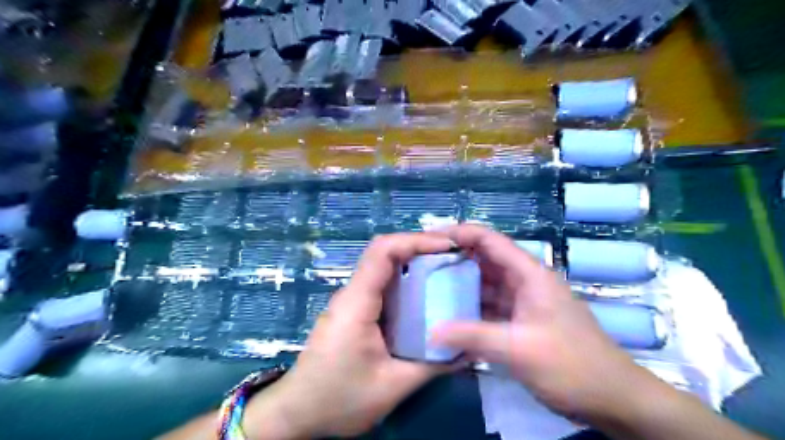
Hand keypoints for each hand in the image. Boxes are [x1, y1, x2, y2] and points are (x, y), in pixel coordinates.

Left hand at [244, 232, 454, 438]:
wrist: (297, 413)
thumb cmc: (339, 399)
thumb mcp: (392, 386)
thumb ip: (432, 365)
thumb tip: (467, 348)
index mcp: (358, 302)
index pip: (384, 251)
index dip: (416, 240)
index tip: (448, 246)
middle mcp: (353, 293)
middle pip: (385, 253)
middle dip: (420, 249)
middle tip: (454, 258)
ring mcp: (351, 301)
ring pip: (384, 268)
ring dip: (414, 264)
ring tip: (446, 272)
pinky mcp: (354, 312)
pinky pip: (382, 286)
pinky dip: (406, 283)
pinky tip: (426, 297)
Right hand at [432, 226, 663, 424]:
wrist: (613, 399)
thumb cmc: (572, 366)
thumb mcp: (520, 349)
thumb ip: (474, 337)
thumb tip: (431, 331)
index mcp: (529, 274)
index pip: (489, 240)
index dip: (459, 233)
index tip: (428, 239)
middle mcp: (524, 281)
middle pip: (483, 260)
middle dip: (453, 260)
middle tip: (420, 266)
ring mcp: (522, 302)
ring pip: (484, 284)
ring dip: (459, 286)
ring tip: (427, 288)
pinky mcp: (520, 321)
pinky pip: (488, 307)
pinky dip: (469, 309)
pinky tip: (448, 316)